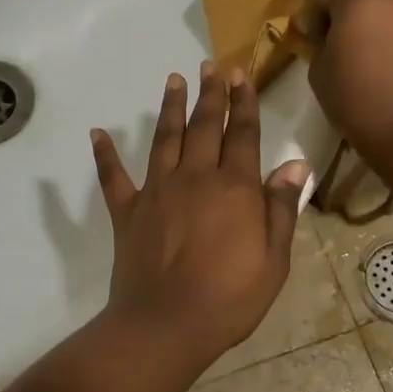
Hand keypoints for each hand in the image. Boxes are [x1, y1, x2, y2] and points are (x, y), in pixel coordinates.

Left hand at [90, 64, 309, 373]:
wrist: (166, 325)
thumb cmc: (229, 298)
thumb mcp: (273, 260)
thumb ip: (281, 208)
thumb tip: (294, 164)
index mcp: (233, 188)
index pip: (242, 134)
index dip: (244, 102)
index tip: (241, 75)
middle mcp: (195, 178)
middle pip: (204, 126)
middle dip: (210, 94)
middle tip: (210, 66)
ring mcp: (157, 191)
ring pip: (165, 139)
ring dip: (169, 108)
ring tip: (172, 80)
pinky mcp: (127, 212)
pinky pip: (114, 177)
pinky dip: (104, 155)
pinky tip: (98, 133)